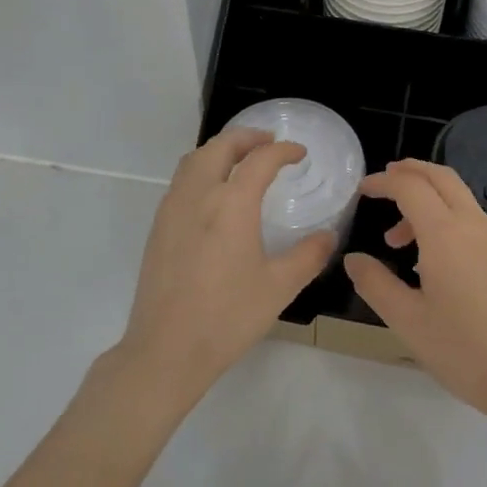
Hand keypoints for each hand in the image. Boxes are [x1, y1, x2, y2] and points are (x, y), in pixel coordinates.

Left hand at [118, 129, 335, 398]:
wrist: (166, 349)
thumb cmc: (228, 317)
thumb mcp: (279, 287)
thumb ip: (308, 256)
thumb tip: (328, 237)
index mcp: (231, 204)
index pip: (259, 160)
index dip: (283, 151)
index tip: (299, 153)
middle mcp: (198, 196)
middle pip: (219, 147)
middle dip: (246, 137)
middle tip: (268, 142)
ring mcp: (172, 210)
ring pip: (194, 160)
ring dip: (220, 150)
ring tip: (240, 160)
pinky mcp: (158, 228)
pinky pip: (180, 181)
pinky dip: (201, 170)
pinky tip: (213, 194)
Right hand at [344, 159, 486, 423]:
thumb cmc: (464, 350)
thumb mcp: (407, 320)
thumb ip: (375, 284)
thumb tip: (353, 260)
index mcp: (446, 234)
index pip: (411, 187)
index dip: (383, 182)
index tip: (361, 190)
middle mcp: (473, 226)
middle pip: (441, 177)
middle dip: (410, 172)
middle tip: (382, 182)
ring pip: (458, 197)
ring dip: (426, 199)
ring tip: (396, 238)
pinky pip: (469, 219)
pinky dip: (444, 217)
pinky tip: (428, 258)